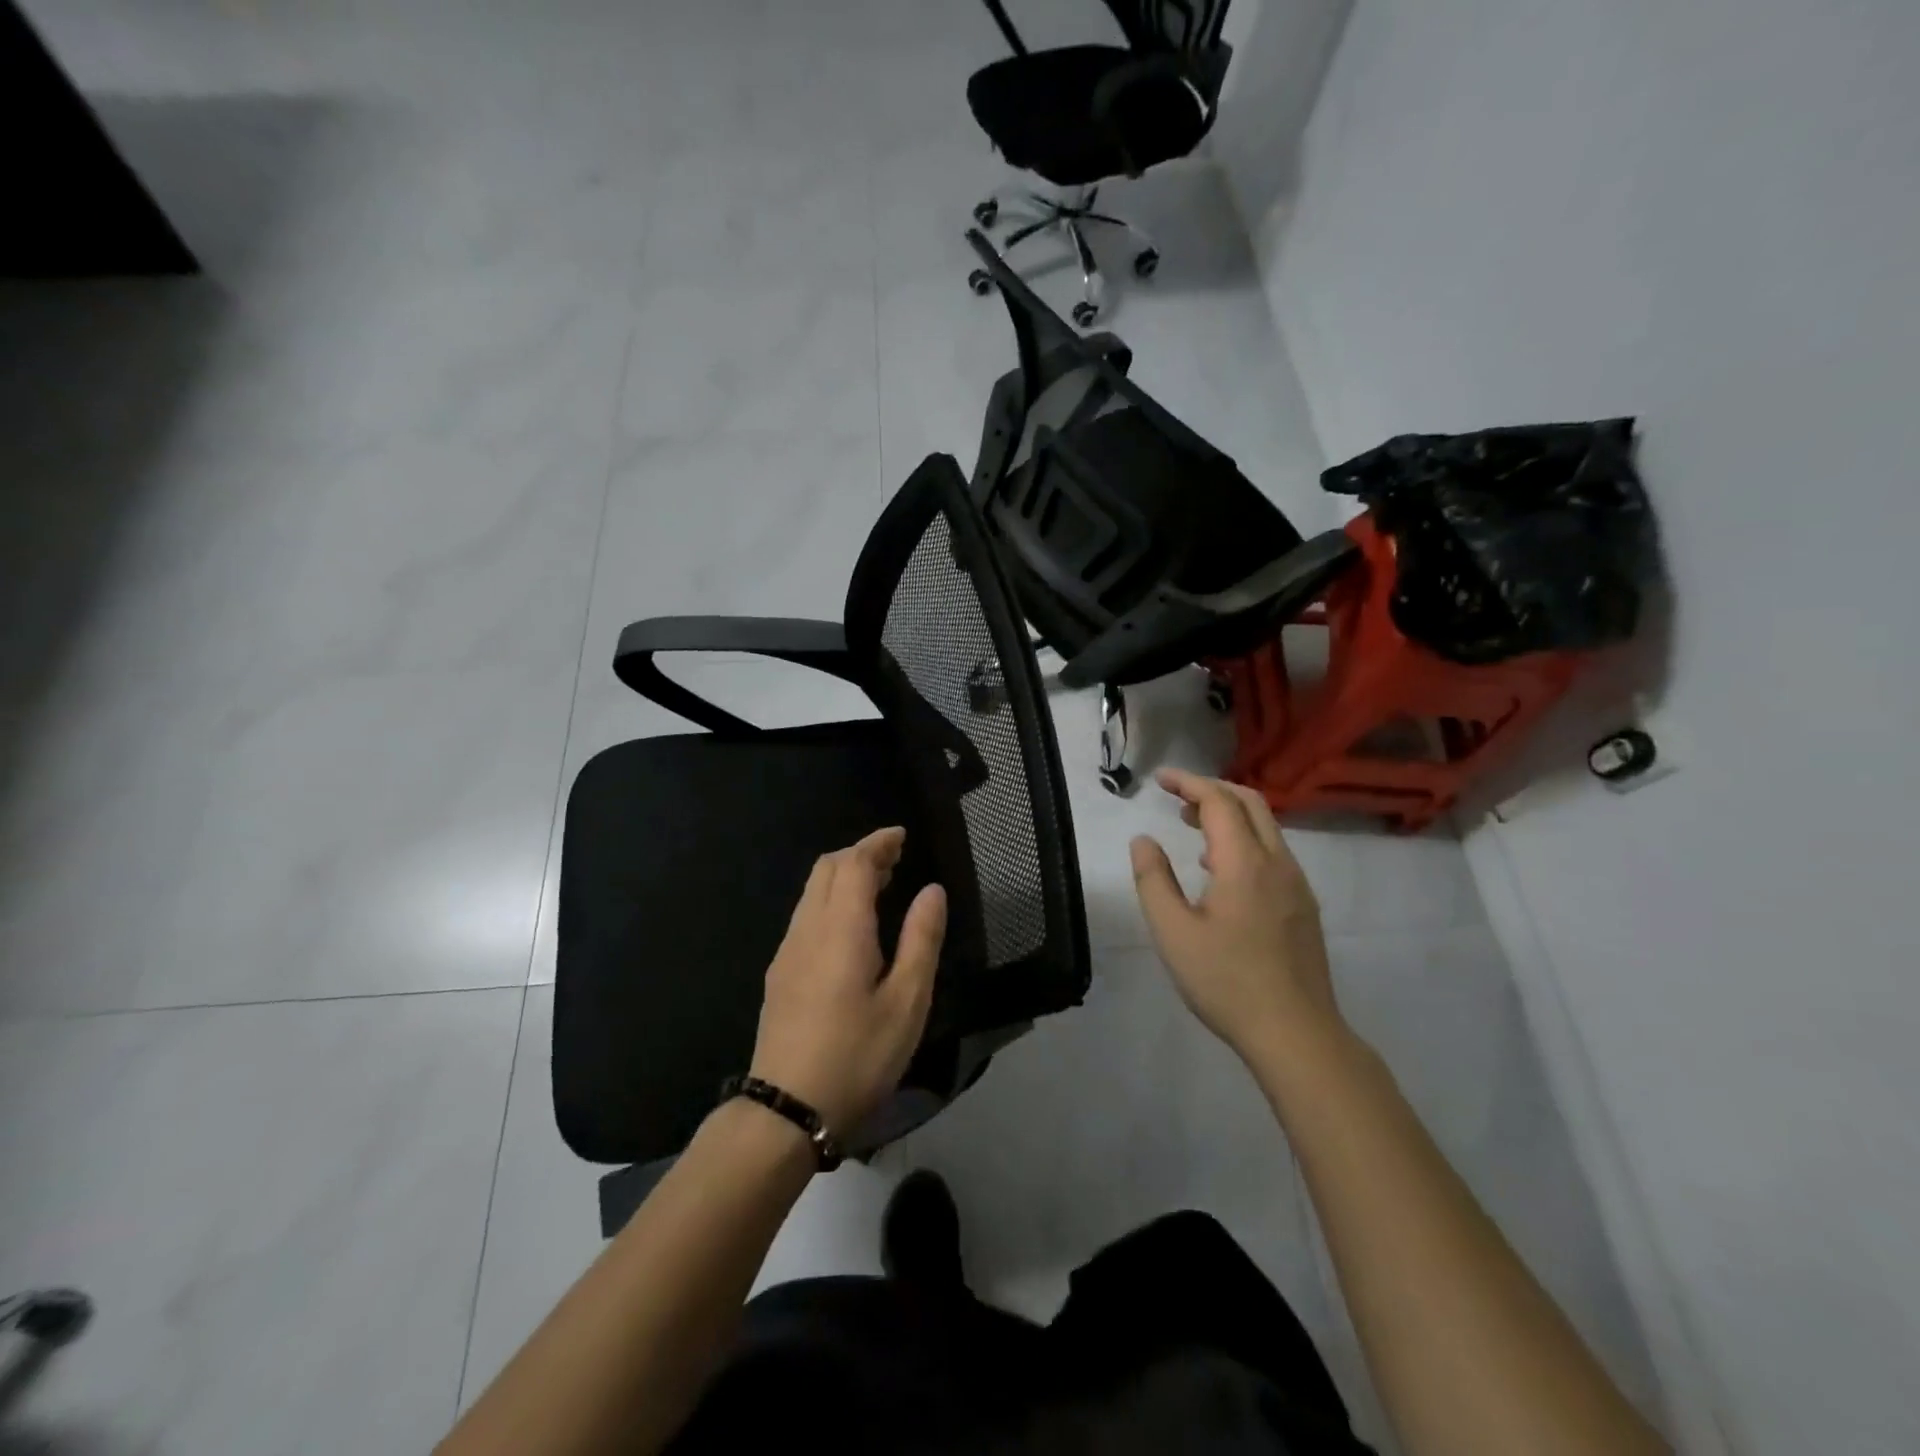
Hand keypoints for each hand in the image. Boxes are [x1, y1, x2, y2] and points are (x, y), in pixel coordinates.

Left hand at [749, 828, 946, 1136]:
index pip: (854, 863)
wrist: (786, 1110)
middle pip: (826, 868)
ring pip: (812, 891)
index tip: (901, 837)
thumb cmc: (857, 1056)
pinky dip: (831, 900)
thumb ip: (921, 940)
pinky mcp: (780, 973)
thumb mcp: (907, 1002)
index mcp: (841, 928)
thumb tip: (932, 890)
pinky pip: (805, 915)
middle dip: (860, 853)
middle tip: (895, 860)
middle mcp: (808, 928)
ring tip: (879, 887)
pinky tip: (851, 927)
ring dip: (843, 876)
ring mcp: (787, 951)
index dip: (877, 843)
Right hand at [1129, 769, 1343, 1064]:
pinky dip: (1244, 839)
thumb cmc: (1226, 981)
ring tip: (1192, 828)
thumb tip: (1143, 840)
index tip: (1159, 779)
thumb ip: (1153, 879)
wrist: (1296, 1033)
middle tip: (1176, 797)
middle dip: (1211, 790)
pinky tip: (1220, 871)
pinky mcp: (1303, 905)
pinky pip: (1273, 852)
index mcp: (1244, 863)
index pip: (1218, 801)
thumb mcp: (1173, 932)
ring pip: (1266, 827)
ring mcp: (1296, 884)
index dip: (1188, 783)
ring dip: (1229, 814)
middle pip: (1250, 802)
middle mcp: (1277, 863)